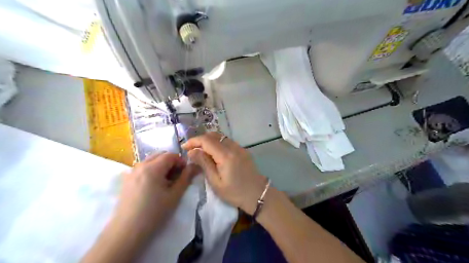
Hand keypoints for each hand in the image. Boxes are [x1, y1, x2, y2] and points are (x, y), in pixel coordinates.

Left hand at [116, 153, 199, 232]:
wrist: (127, 232)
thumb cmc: (154, 213)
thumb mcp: (174, 195)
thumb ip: (186, 178)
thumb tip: (195, 166)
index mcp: (152, 168)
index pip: (170, 155)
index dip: (181, 161)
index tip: (186, 172)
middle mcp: (140, 165)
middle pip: (160, 155)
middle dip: (171, 162)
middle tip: (177, 176)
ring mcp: (131, 172)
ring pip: (151, 161)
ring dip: (161, 166)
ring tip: (166, 182)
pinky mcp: (126, 180)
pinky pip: (142, 168)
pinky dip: (152, 170)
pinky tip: (153, 186)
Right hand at [183, 133, 267, 214]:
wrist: (257, 194)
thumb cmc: (235, 192)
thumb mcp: (216, 182)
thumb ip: (204, 164)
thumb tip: (192, 151)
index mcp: (226, 155)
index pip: (206, 140)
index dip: (193, 141)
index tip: (184, 147)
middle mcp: (233, 147)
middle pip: (213, 135)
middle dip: (200, 139)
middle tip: (191, 149)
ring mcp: (239, 147)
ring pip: (221, 137)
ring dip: (209, 140)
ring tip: (200, 151)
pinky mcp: (243, 150)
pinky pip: (227, 141)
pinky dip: (217, 143)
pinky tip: (213, 153)